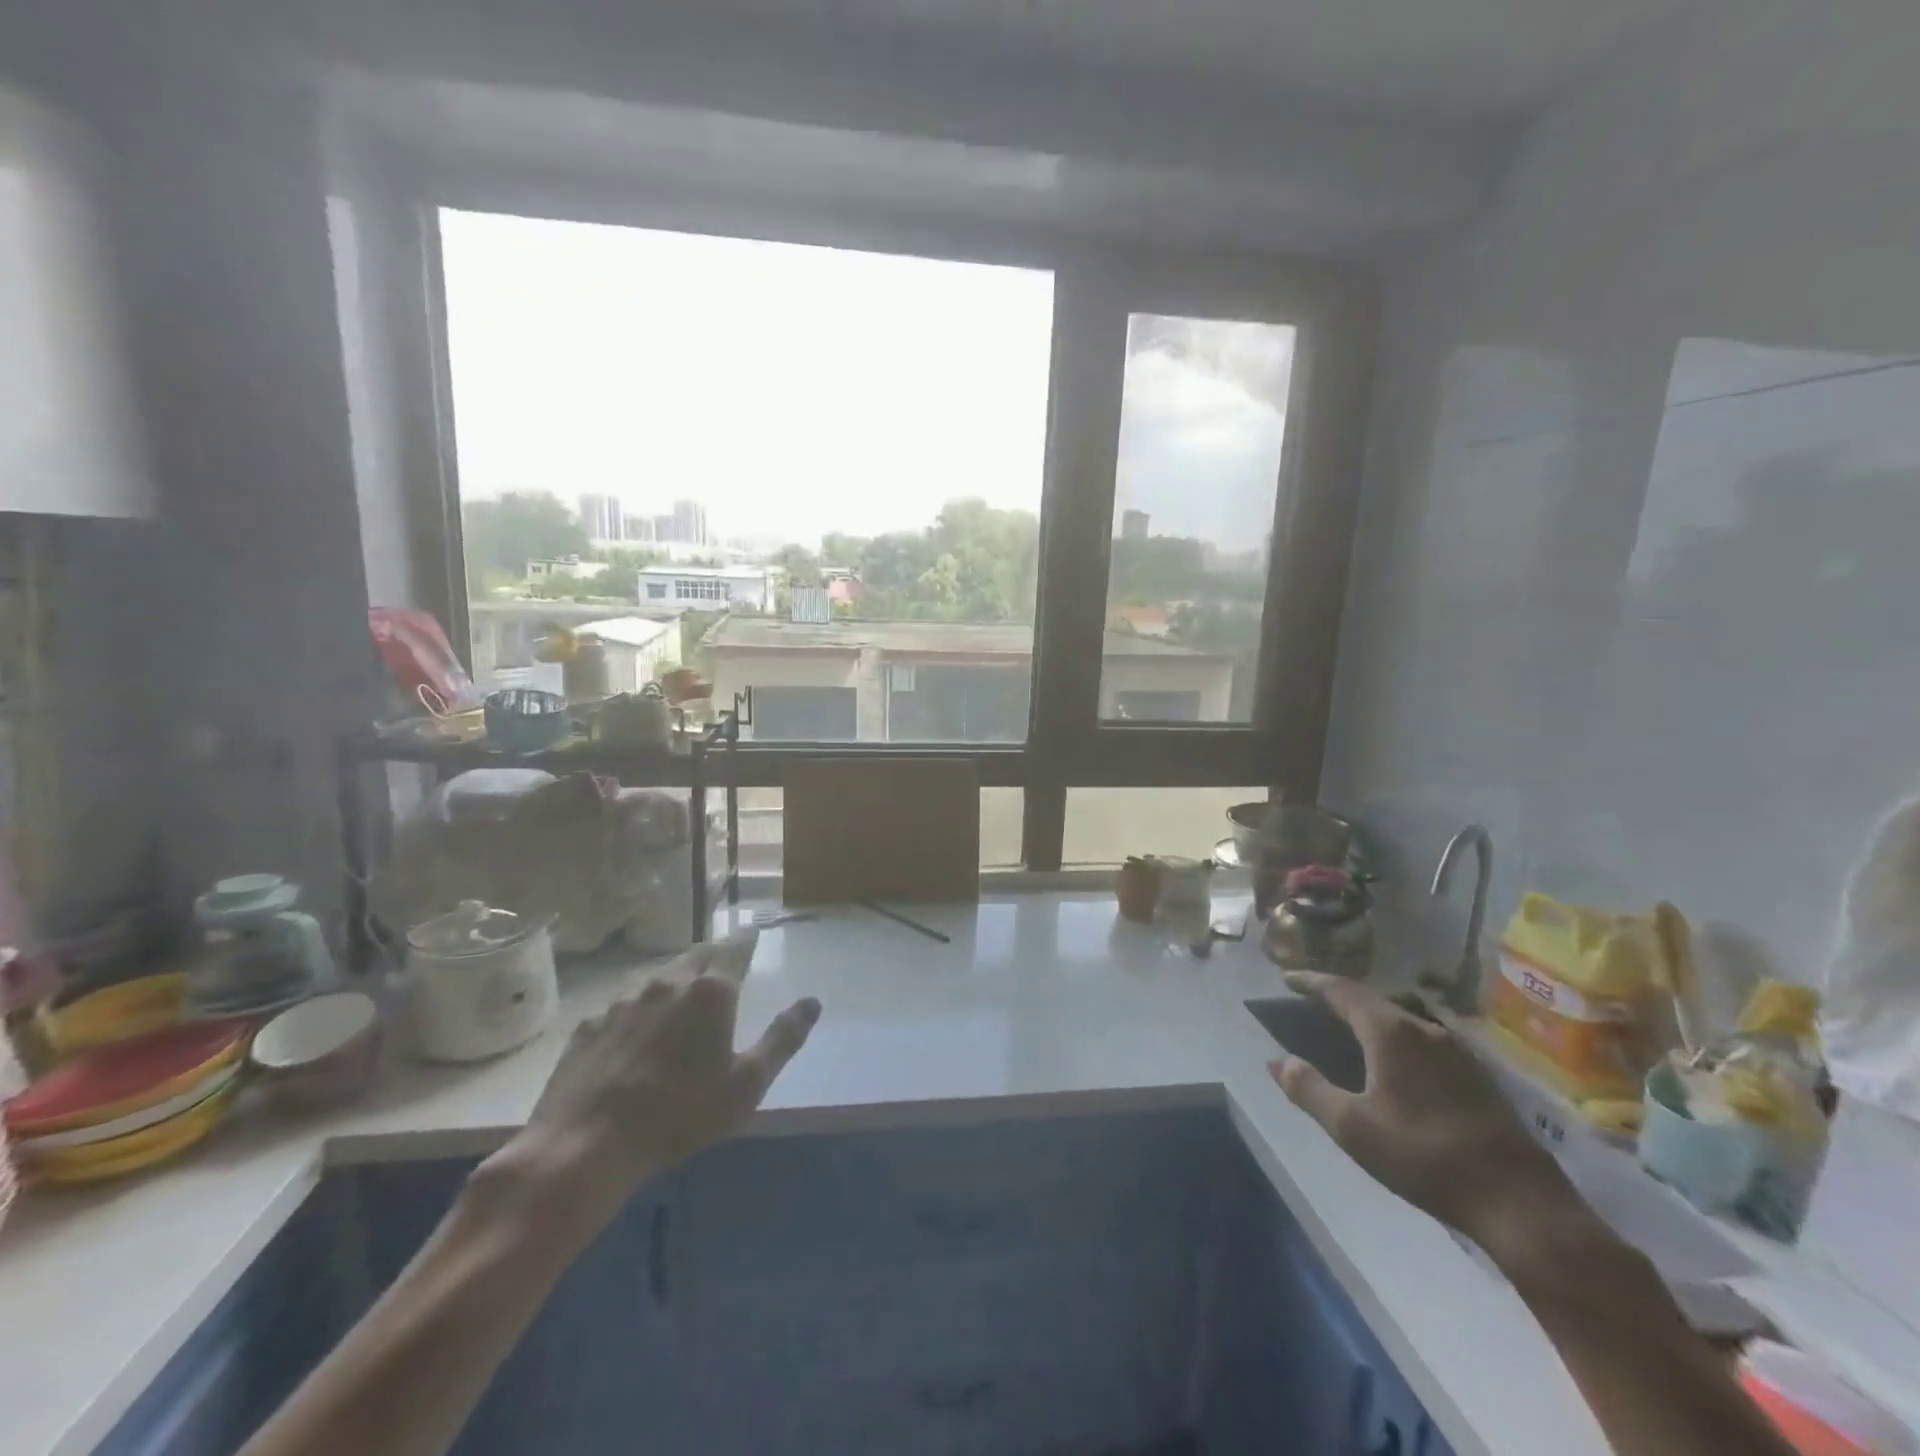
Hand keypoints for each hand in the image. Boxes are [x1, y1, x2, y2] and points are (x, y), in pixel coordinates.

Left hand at [478, 940, 820, 1247]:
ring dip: (675, 982)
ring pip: (658, 978)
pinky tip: (634, 1038)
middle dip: (713, 955)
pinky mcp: (589, 1024)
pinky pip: (622, 1006)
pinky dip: (638, 1011)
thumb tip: (812, 1001)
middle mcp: (667, 983)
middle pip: (696, 955)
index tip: (754, 934)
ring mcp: (623, 1001)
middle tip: (723, 966)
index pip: (735, 948)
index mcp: (710, 991)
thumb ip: (783, 1038)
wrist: (584, 1147)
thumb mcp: (746, 1084)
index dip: (747, 940)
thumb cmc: (679, 1115)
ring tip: (681, 1002)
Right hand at [1269, 971, 1574, 1246]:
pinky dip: (1395, 1039)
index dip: (1311, 981)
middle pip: (1372, 1001)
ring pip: (1401, 1021)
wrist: (1520, 1203)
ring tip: (1347, 1029)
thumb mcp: (1352, 1128)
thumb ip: (1309, 1089)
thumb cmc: (1424, 1157)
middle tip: (1311, 1001)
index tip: (1286, 978)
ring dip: (1369, 1019)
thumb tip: (1279, 1061)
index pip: (1341, 990)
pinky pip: (1422, 1041)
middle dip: (1339, 998)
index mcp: (1390, 1032)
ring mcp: (1456, 1052)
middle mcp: (1424, 1029)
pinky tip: (1393, 1063)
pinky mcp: (1477, 1077)